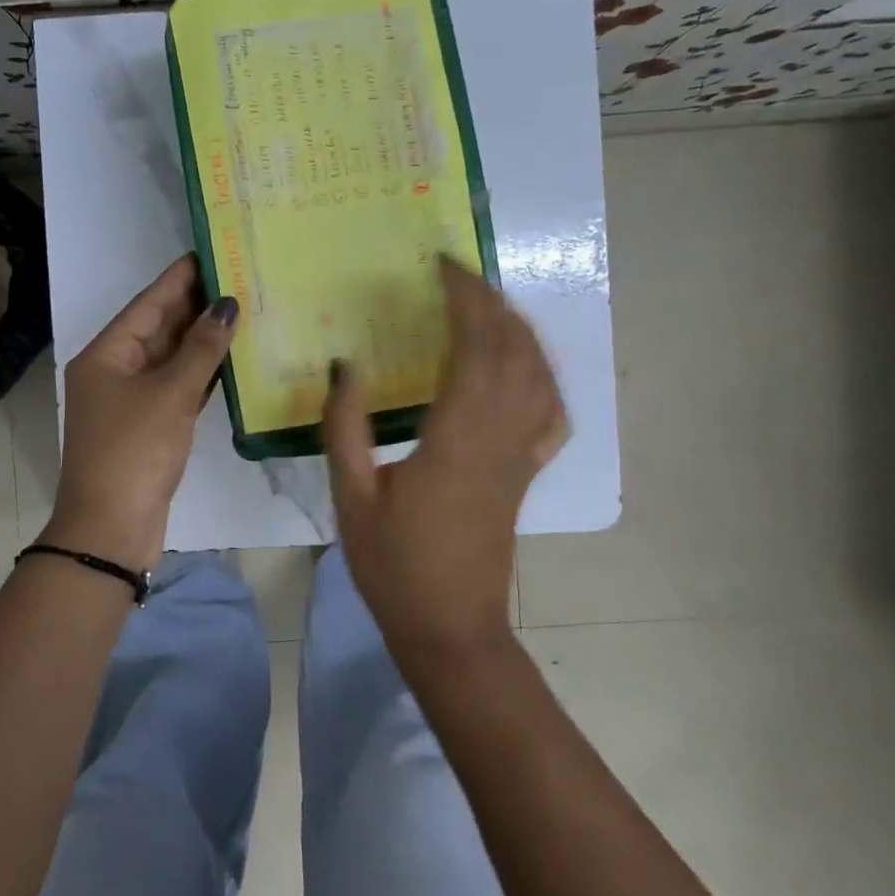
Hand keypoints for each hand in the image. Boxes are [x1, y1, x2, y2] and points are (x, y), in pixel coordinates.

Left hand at [41, 255, 237, 571]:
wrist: (111, 528)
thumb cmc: (134, 451)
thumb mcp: (170, 394)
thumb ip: (201, 349)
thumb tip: (226, 305)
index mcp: (106, 355)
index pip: (147, 304)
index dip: (179, 278)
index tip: (209, 251)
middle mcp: (114, 371)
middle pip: (159, 328)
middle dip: (195, 306)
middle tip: (238, 277)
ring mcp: (131, 401)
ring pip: (170, 359)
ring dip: (202, 339)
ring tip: (242, 309)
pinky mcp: (149, 427)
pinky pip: (177, 387)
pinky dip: (201, 373)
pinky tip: (231, 359)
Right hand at [323, 256, 568, 664]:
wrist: (450, 627)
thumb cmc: (395, 566)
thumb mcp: (351, 496)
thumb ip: (346, 427)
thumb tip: (345, 366)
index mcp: (457, 438)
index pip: (476, 347)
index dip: (465, 299)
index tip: (442, 267)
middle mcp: (499, 437)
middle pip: (512, 350)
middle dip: (489, 301)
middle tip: (455, 273)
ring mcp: (521, 455)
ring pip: (538, 374)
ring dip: (517, 328)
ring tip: (485, 303)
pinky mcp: (525, 473)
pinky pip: (549, 411)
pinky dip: (541, 374)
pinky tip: (523, 364)